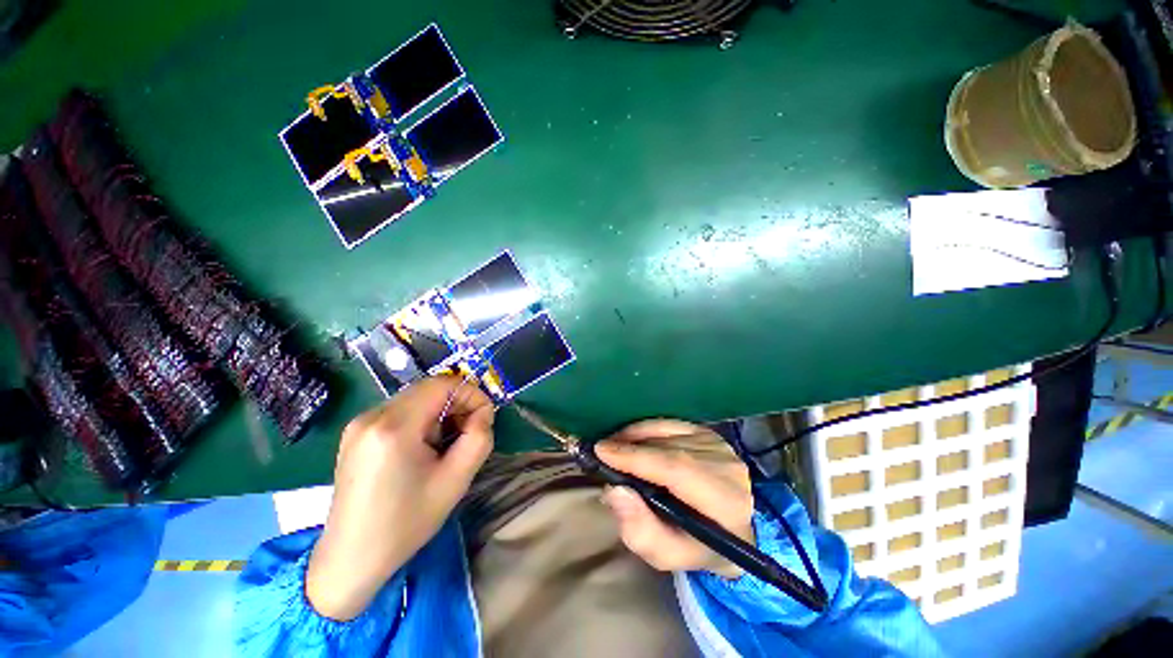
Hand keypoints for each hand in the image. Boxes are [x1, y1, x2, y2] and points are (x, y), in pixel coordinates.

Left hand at [306, 376, 493, 620]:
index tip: (483, 418)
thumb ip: (479, 437)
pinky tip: (422, 448)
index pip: (443, 384)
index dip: (470, 393)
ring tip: (444, 444)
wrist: (351, 558)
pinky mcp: (355, 433)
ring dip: (439, 413)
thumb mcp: (456, 480)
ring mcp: (358, 423)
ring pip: (415, 398)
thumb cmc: (406, 522)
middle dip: (456, 404)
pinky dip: (421, 419)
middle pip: (428, 389)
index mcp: (394, 427)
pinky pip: (399, 411)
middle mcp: (371, 416)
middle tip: (468, 433)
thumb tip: (483, 412)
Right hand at [596, 420, 753, 578]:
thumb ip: (641, 531)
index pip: (677, 469)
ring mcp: (717, 444)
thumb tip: (614, 492)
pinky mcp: (707, 432)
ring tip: (613, 448)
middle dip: (630, 447)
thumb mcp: (669, 555)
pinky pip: (668, 424)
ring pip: (666, 434)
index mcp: (725, 501)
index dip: (637, 457)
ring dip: (634, 438)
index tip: (602, 452)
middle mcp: (725, 465)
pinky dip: (645, 429)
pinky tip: (629, 439)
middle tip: (601, 452)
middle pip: (668, 449)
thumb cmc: (698, 546)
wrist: (734, 527)